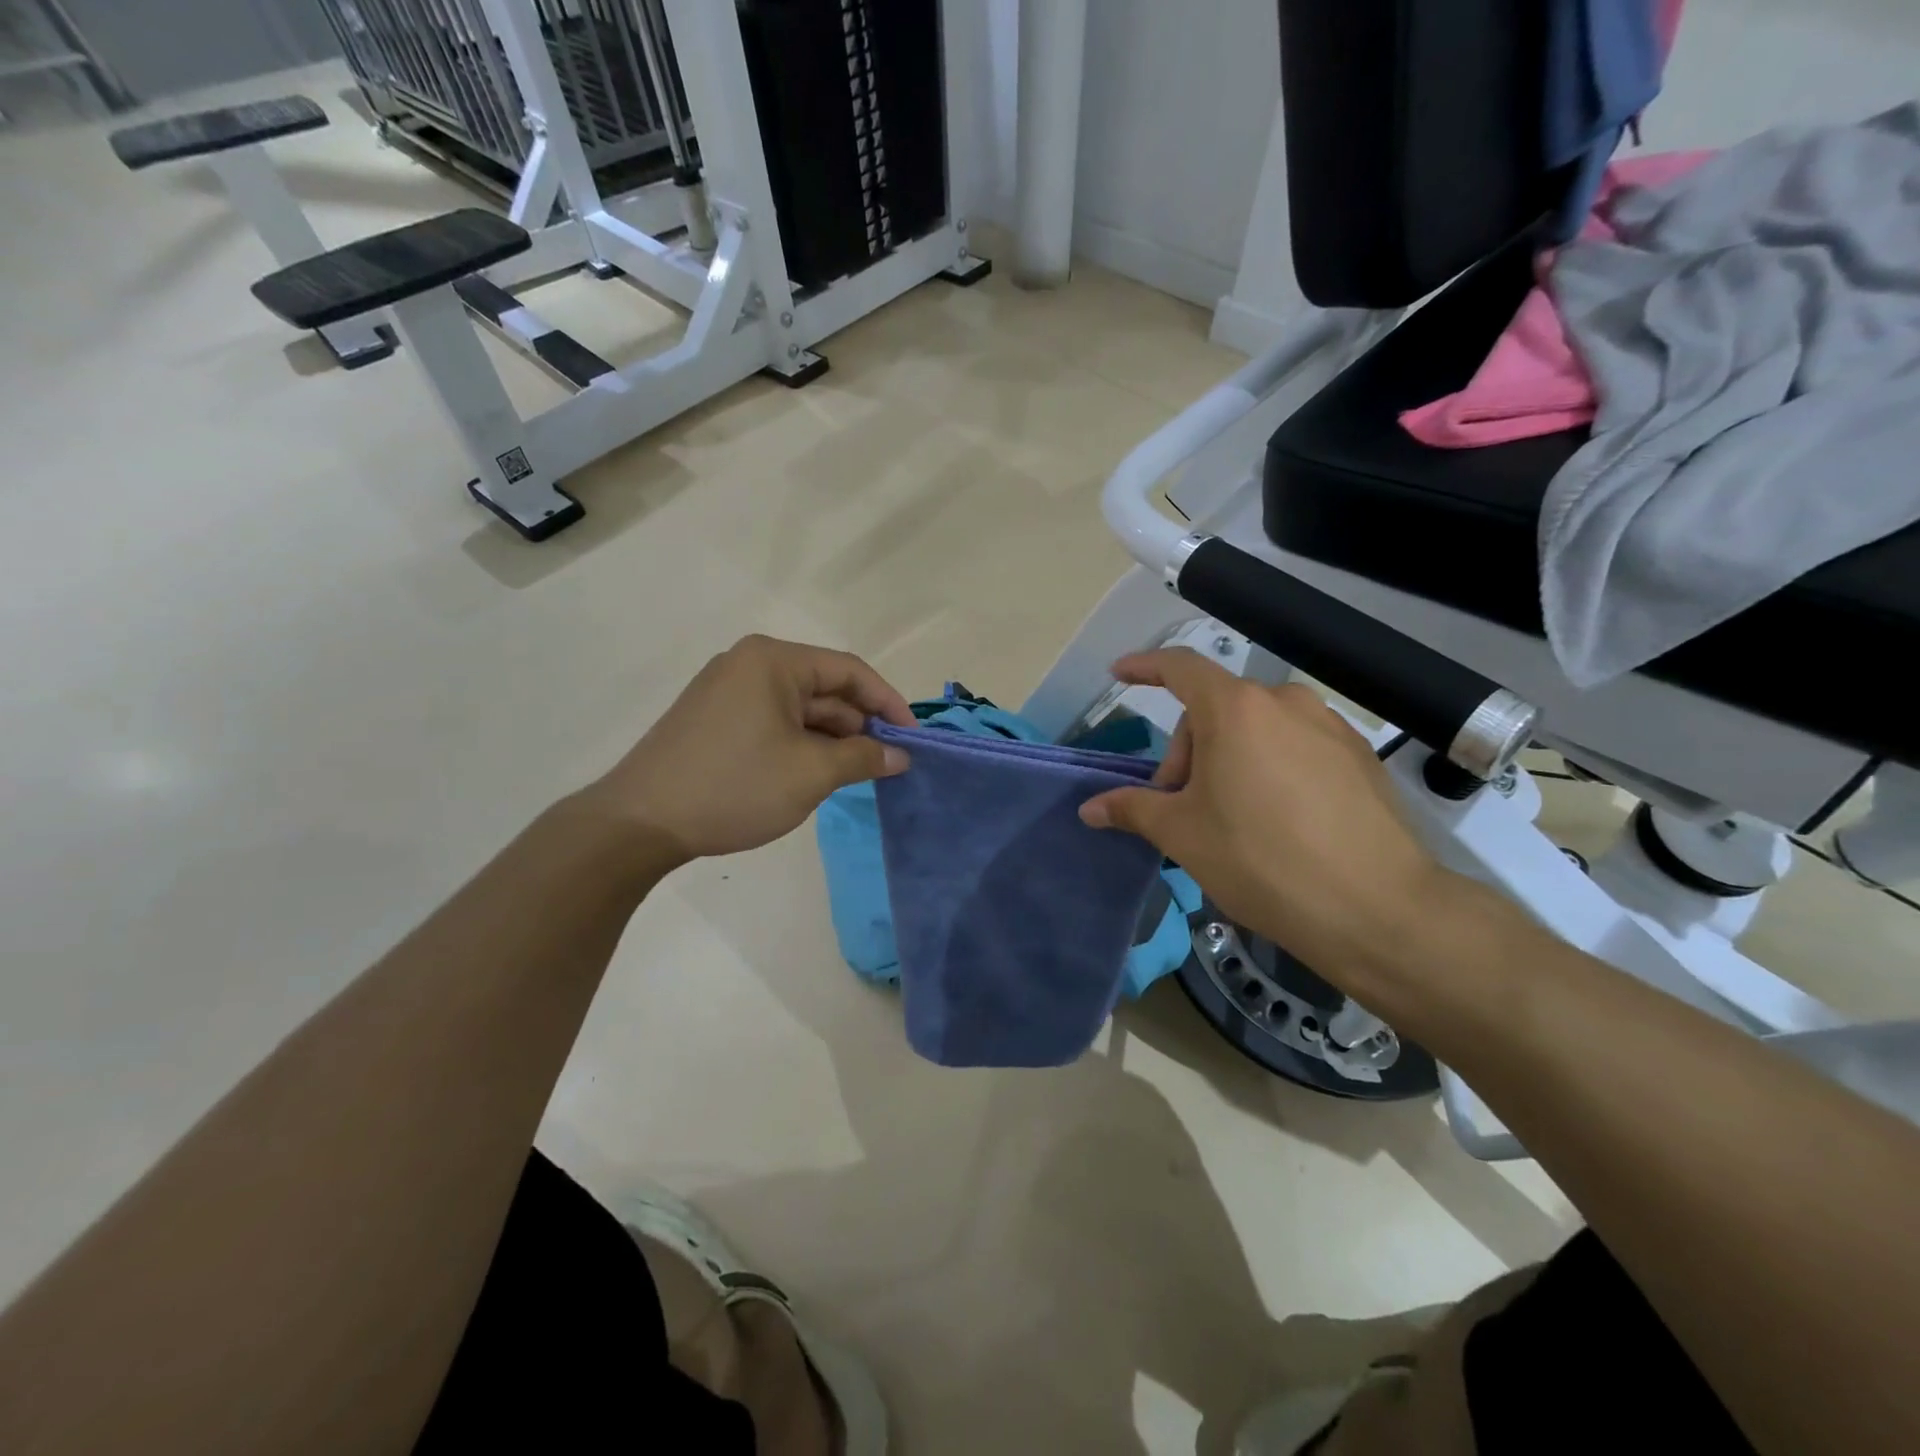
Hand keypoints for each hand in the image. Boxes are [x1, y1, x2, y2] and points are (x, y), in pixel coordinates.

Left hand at [587, 635, 914, 865]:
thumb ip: (863, 757)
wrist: (639, 823)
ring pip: (799, 709)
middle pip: (824, 687)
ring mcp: (727, 691)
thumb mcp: (811, 773)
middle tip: (888, 764)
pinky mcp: (714, 719)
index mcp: (773, 660)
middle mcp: (749, 664)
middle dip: (859, 725)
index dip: (888, 703)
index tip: (912, 739)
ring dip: (831, 739)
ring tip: (856, 774)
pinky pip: (773, 722)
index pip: (850, 670)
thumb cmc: (734, 787)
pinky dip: (801, 744)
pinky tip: (815, 774)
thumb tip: (899, 756)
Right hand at [1078, 649, 1456, 985]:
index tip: (1119, 673)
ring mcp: (1329, 727)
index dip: (1144, 667)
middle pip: (1216, 709)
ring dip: (1229, 760)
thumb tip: (1090, 808)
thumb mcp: (1183, 835)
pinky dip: (1270, 768)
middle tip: (1182, 808)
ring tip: (1230, 818)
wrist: (1377, 909)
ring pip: (1257, 729)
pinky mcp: (1359, 757)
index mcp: (1235, 710)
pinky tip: (1278, 822)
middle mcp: (1285, 703)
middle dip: (1188, 752)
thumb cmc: (1260, 860)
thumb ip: (1132, 809)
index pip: (1179, 668)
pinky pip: (1296, 747)